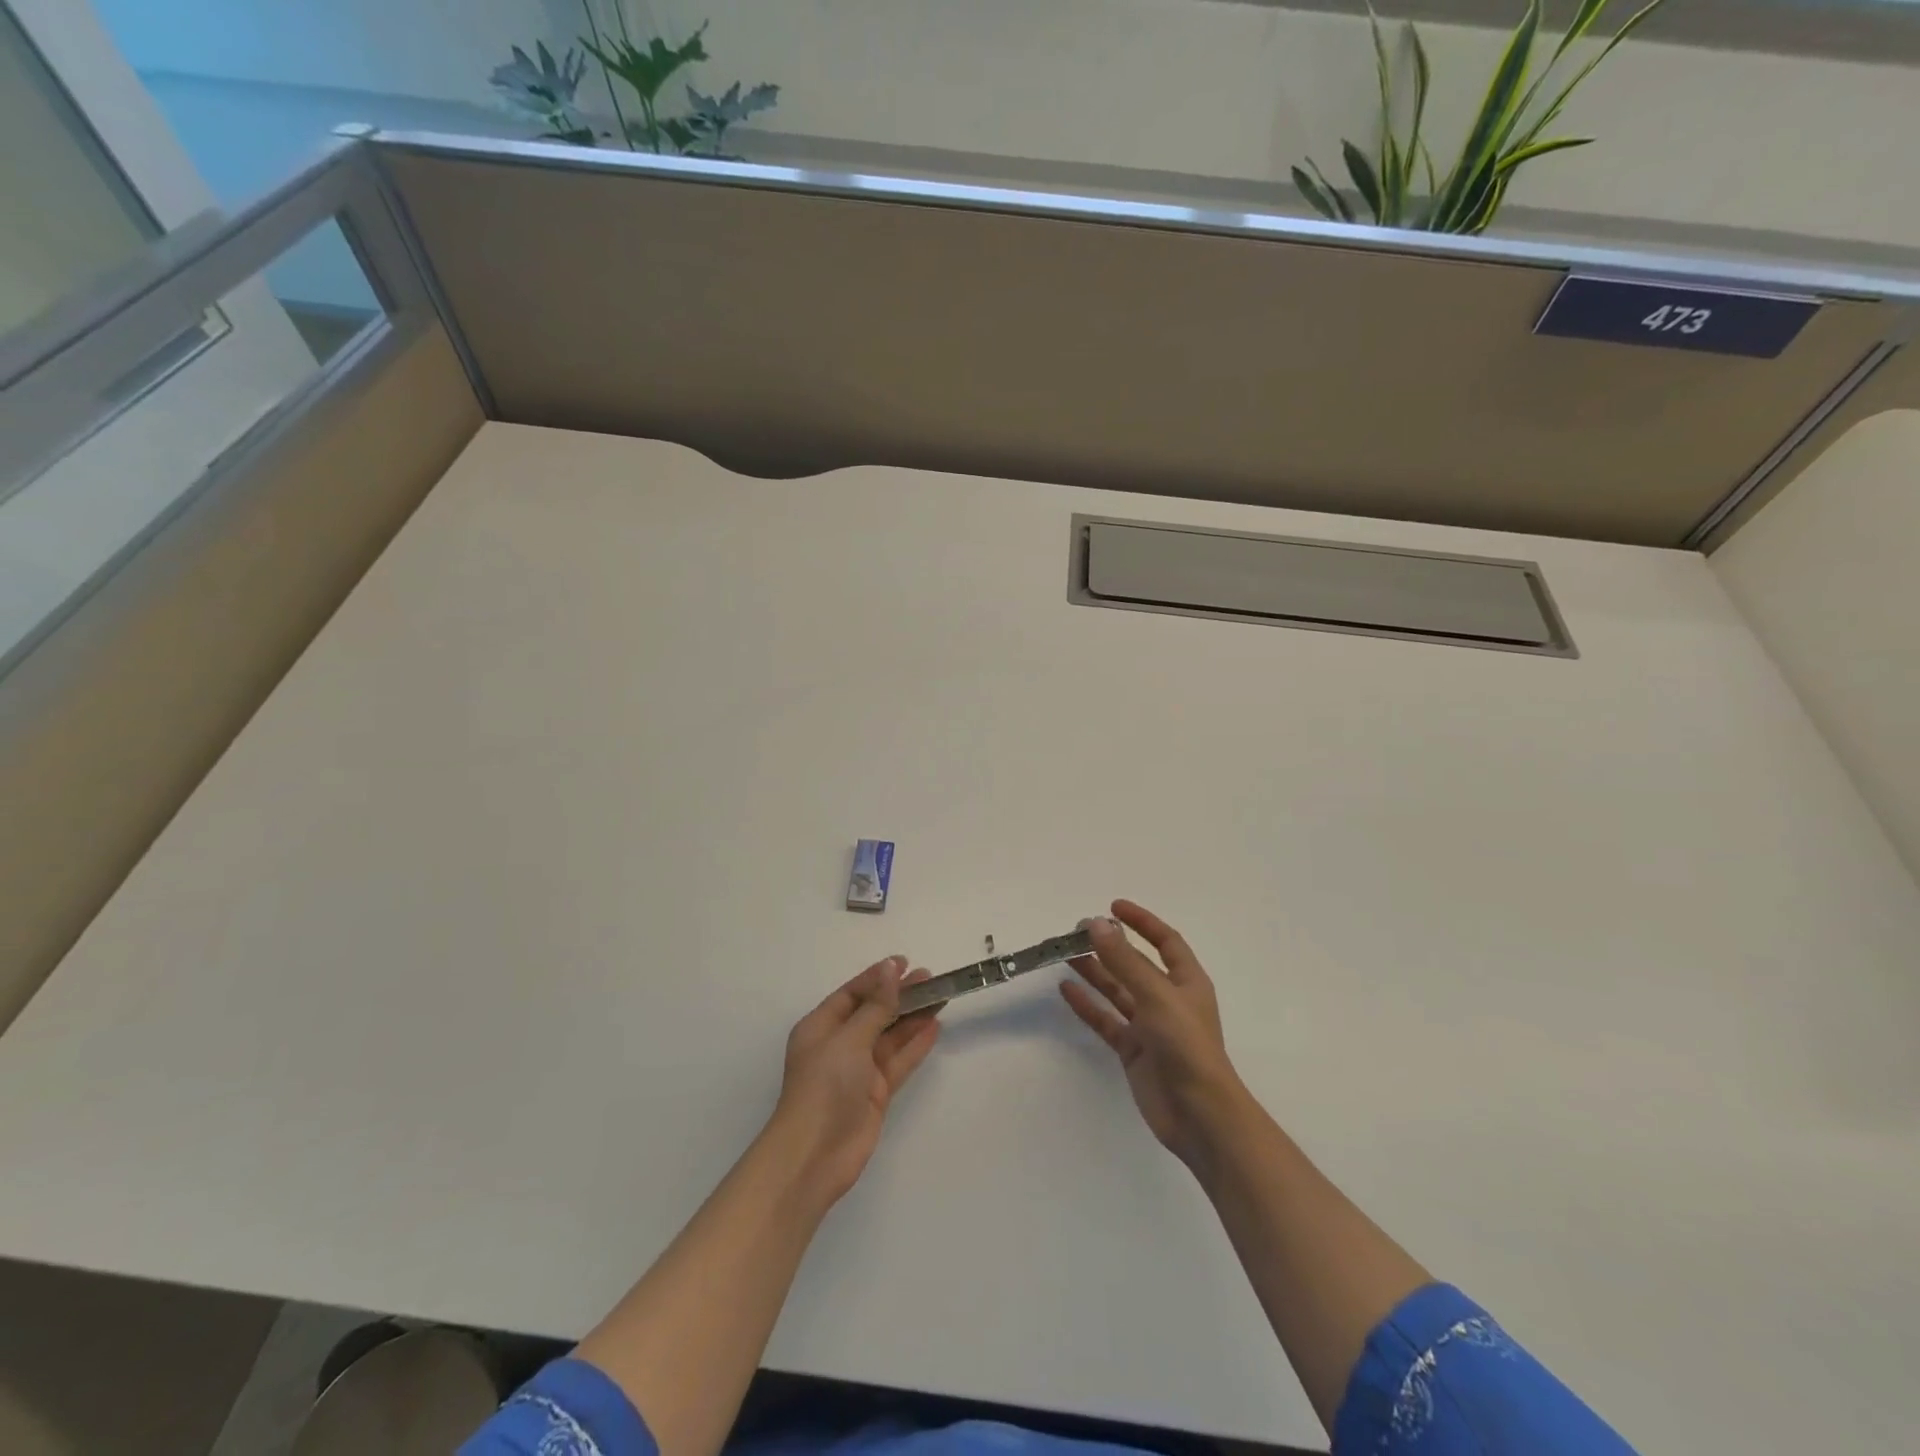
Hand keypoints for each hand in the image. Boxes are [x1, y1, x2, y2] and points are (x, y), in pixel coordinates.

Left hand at [771, 956, 940, 1206]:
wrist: (815, 1155)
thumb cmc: (824, 1087)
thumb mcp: (849, 1039)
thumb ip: (876, 1006)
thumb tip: (890, 969)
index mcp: (820, 1027)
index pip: (852, 994)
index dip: (877, 978)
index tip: (904, 963)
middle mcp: (839, 1045)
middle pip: (874, 1012)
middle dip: (899, 995)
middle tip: (930, 978)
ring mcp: (858, 1070)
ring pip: (890, 1036)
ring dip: (912, 1017)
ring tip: (940, 997)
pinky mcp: (875, 1092)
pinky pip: (898, 1061)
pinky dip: (915, 1044)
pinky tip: (934, 1027)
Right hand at [1061, 901, 1247, 1165]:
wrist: (1199, 1115)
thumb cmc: (1186, 1046)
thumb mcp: (1156, 995)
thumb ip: (1124, 960)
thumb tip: (1096, 923)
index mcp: (1186, 982)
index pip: (1165, 941)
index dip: (1142, 922)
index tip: (1113, 906)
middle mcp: (1168, 999)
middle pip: (1135, 964)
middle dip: (1110, 946)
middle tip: (1077, 931)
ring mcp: (1150, 1026)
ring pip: (1117, 990)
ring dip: (1095, 971)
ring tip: (1066, 954)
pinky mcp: (1133, 1050)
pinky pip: (1106, 1019)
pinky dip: (1088, 1004)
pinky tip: (1066, 990)